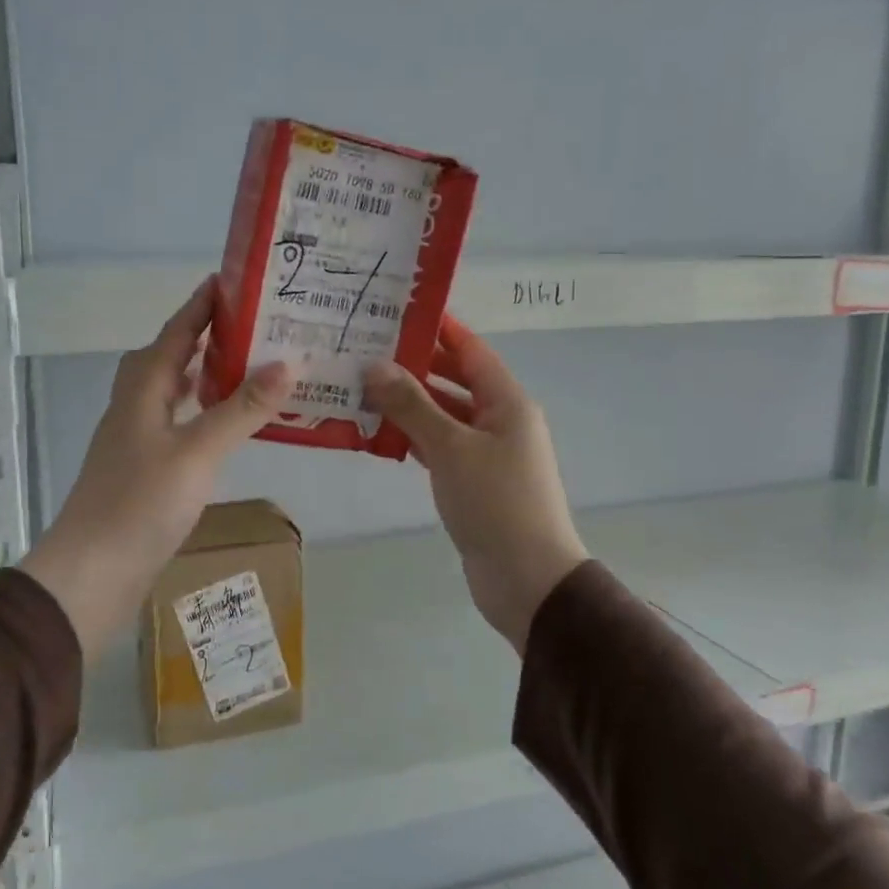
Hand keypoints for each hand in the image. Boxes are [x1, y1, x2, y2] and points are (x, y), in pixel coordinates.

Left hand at [19, 279, 294, 656]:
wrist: (92, 573)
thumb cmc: (140, 504)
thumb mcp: (197, 452)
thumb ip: (241, 408)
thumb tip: (287, 363)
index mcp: (142, 391)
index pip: (175, 333)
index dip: (200, 305)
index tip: (230, 279)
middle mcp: (134, 407)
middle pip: (167, 358)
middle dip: (203, 337)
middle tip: (250, 326)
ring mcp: (135, 441)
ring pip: (170, 393)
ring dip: (202, 375)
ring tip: (244, 367)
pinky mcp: (142, 471)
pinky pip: (176, 425)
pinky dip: (200, 414)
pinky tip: (222, 428)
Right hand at [363, 317, 586, 652]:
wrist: (526, 578)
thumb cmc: (495, 502)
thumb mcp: (451, 448)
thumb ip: (412, 406)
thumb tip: (375, 366)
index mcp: (507, 402)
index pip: (470, 350)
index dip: (438, 328)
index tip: (397, 310)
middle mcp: (500, 420)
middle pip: (455, 381)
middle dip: (415, 366)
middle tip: (366, 350)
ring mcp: (487, 453)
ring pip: (444, 416)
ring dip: (410, 405)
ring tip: (362, 387)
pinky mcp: (473, 482)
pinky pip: (440, 448)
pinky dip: (414, 439)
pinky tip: (379, 434)